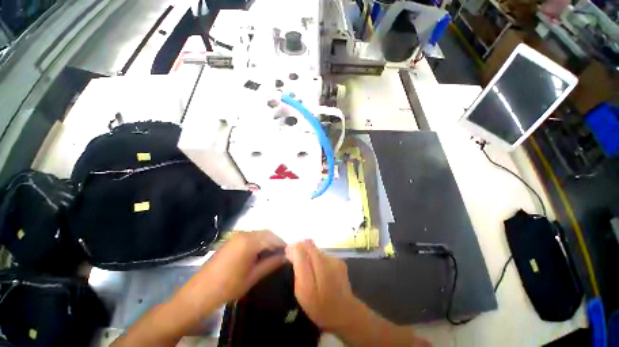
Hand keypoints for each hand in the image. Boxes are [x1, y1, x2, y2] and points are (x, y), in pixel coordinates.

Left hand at [175, 231, 286, 318]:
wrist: (199, 293)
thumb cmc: (228, 286)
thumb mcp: (253, 276)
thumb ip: (271, 263)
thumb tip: (285, 257)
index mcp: (249, 241)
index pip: (272, 238)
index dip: (282, 245)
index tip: (289, 253)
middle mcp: (244, 234)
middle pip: (266, 233)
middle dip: (275, 242)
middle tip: (281, 255)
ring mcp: (236, 236)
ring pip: (258, 234)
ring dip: (267, 242)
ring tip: (271, 255)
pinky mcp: (231, 240)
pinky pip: (250, 237)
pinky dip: (258, 242)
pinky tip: (258, 254)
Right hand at [285, 240, 359, 331]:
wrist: (345, 312)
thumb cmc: (319, 307)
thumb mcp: (302, 293)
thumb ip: (298, 270)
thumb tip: (292, 252)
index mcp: (314, 272)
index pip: (301, 249)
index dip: (293, 249)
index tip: (288, 254)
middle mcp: (326, 261)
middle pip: (309, 245)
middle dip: (300, 249)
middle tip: (296, 259)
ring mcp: (335, 259)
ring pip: (316, 249)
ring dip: (310, 254)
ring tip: (309, 269)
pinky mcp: (340, 260)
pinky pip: (323, 255)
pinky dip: (318, 259)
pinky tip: (320, 271)